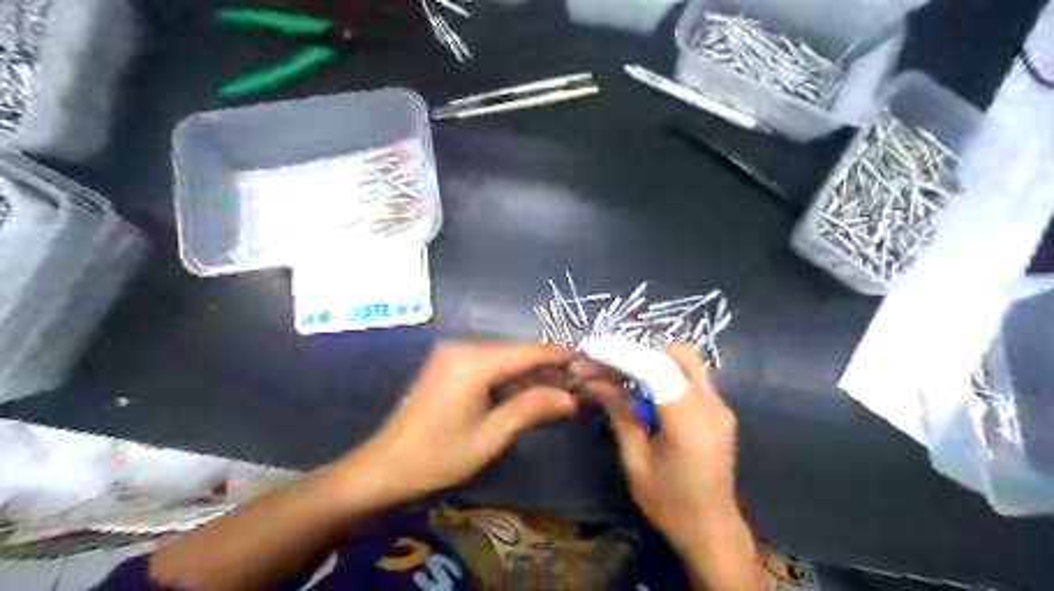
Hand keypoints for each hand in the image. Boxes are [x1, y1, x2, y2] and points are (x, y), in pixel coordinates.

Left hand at [345, 341, 574, 503]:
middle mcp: (464, 347)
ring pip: (505, 356)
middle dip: (548, 368)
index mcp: (475, 361)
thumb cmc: (438, 456)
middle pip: (518, 351)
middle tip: (576, 388)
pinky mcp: (448, 363)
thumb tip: (571, 397)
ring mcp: (453, 353)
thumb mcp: (490, 436)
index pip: (529, 351)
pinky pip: (489, 363)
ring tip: (559, 392)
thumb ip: (531, 408)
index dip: (561, 357)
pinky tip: (527, 392)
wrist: (385, 466)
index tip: (589, 366)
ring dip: (530, 373)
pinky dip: (510, 376)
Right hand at [584, 346, 747, 563]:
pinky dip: (665, 375)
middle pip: (678, 354)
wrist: (712, 532)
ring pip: (686, 362)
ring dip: (652, 362)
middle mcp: (711, 404)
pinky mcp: (720, 411)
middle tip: (609, 368)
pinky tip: (643, 394)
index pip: (655, 367)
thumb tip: (595, 381)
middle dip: (640, 353)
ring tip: (621, 378)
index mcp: (689, 420)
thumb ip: (619, 414)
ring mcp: (720, 406)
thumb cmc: (669, 504)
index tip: (590, 350)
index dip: (621, 354)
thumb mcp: (635, 461)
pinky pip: (691, 378)